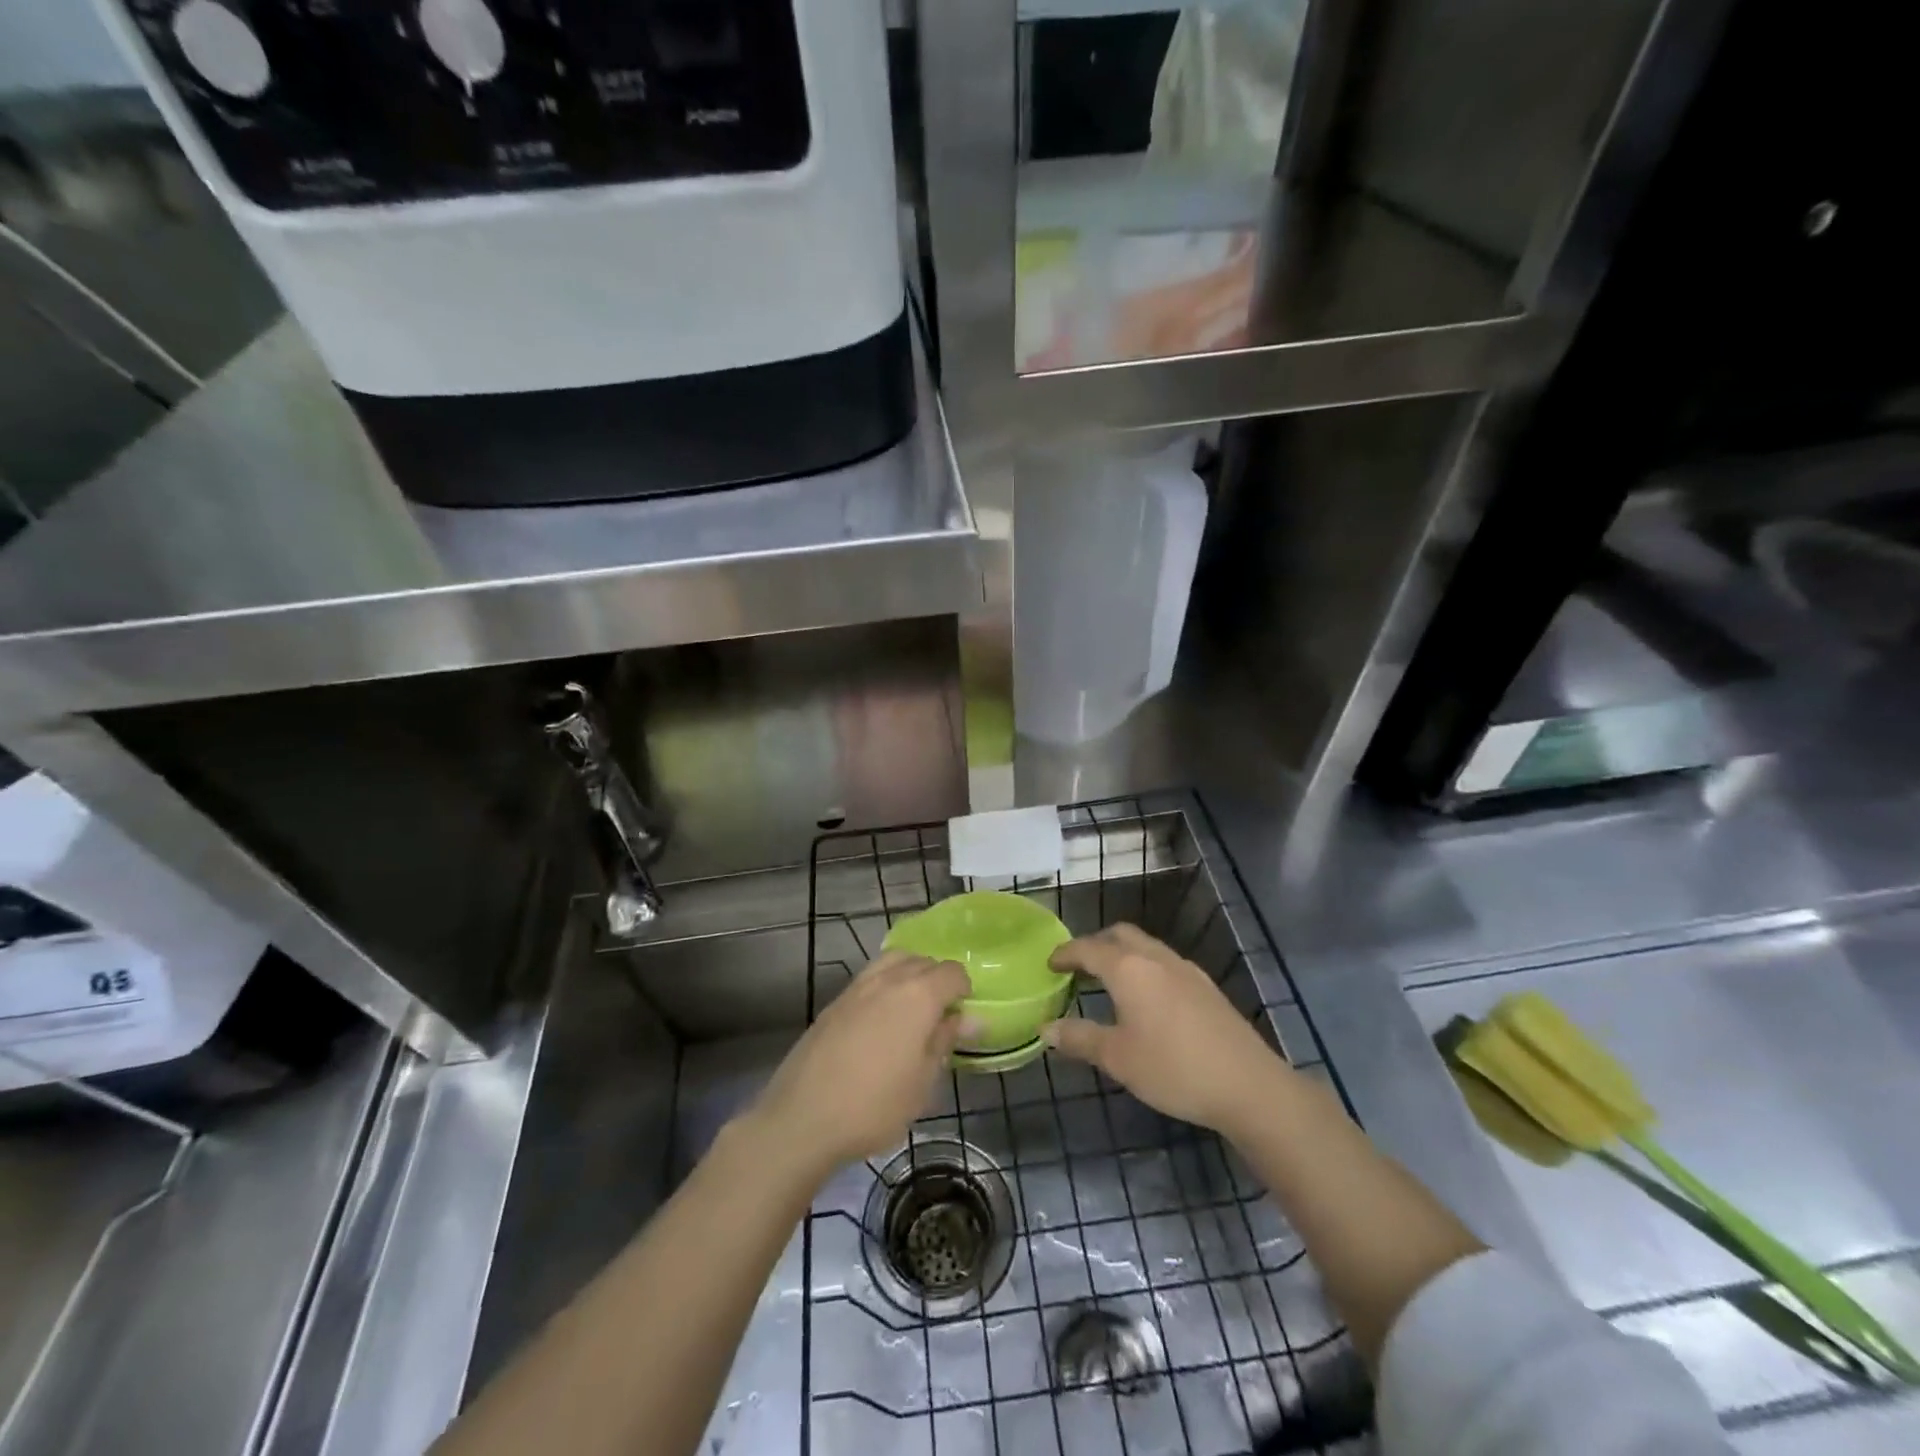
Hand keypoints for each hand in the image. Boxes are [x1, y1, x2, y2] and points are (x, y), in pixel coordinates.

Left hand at [744, 952, 972, 1179]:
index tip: (962, 1018)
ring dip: (909, 975)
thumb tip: (971, 1018)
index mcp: (918, 995)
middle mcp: (888, 979)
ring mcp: (857, 987)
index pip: (952, 972)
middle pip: (922, 961)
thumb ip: (945, 1041)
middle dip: (937, 979)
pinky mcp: (834, 1002)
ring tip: (911, 1012)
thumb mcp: (922, 1083)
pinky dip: (884, 986)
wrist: (802, 1118)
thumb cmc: (874, 1106)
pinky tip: (880, 1022)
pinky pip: (869, 978)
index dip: (964, 990)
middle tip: (940, 1016)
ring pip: (893, 961)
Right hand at [1045, 924, 1287, 1138]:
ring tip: (1108, 983)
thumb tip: (1046, 1028)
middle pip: (1119, 935)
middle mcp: (1156, 958)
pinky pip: (1164, 962)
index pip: (1088, 948)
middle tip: (1078, 968)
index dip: (1066, 953)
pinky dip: (1144, 967)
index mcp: (1128, 968)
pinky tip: (1146, 999)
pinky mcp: (1205, 985)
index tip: (1050, 964)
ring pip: (1145, 946)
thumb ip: (1079, 1038)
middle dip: (1095, 945)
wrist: (1248, 1084)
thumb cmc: (1173, 1068)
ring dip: (1122, 954)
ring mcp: (1185, 969)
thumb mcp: (1118, 1058)